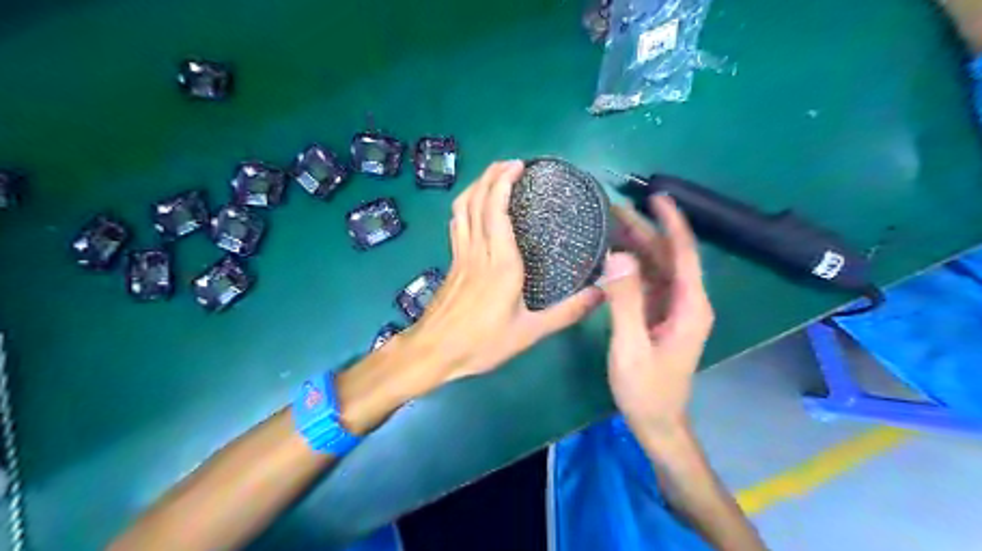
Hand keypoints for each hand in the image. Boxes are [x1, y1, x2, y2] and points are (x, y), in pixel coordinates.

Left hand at [402, 161, 601, 381]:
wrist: (435, 351)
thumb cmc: (482, 342)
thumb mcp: (529, 332)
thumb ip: (566, 312)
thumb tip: (601, 294)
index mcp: (500, 263)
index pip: (496, 210)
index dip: (503, 182)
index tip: (518, 166)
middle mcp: (478, 251)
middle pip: (477, 201)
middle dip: (491, 175)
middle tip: (510, 164)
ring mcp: (460, 255)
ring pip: (462, 209)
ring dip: (476, 186)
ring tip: (493, 177)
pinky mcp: (451, 262)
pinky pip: (457, 224)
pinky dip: (465, 206)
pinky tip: (474, 208)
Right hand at [602, 196, 711, 434]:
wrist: (656, 422)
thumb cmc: (646, 390)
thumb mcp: (631, 347)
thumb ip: (625, 302)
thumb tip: (616, 256)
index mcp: (689, 306)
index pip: (684, 253)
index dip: (672, 223)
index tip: (657, 197)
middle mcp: (686, 301)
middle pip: (668, 256)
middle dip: (645, 230)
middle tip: (613, 208)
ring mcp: (673, 308)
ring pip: (657, 267)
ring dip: (636, 245)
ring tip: (608, 224)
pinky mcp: (659, 314)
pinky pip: (647, 281)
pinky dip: (630, 265)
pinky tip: (610, 256)